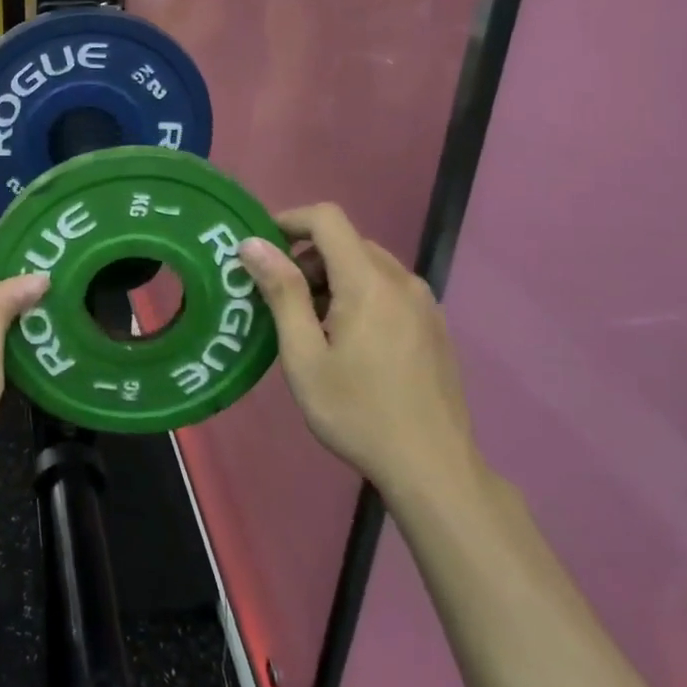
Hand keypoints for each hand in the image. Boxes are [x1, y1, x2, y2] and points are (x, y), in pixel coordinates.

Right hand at [238, 205, 479, 501]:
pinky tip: (347, 340)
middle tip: (279, 299)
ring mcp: (424, 302)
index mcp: (369, 282)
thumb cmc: (357, 412)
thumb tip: (253, 244)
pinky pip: (388, 288)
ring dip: (331, 277)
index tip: (261, 249)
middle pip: (347, 241)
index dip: (289, 220)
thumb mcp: (304, 355)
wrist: (433, 467)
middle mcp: (402, 281)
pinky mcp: (433, 325)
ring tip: (310, 324)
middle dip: (306, 257)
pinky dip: (358, 293)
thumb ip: (281, 292)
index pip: (327, 218)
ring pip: (368, 264)